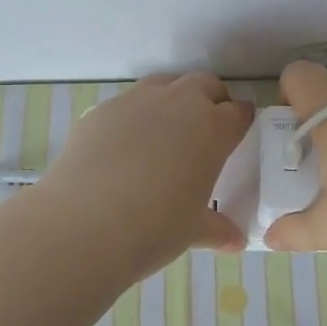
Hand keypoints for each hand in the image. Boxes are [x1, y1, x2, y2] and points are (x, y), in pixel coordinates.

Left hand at [37, 72, 254, 274]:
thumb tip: (236, 241)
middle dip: (210, 100)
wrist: (85, 222)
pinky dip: (134, 117)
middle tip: (206, 128)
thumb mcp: (193, 231)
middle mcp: (179, 104)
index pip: (239, 112)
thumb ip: (217, 229)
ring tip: (165, 132)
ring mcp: (136, 102)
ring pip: (164, 84)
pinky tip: (124, 147)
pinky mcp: (102, 110)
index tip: (238, 132)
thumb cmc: (155, 227)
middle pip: (204, 85)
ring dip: (172, 99)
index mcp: (213, 129)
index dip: (241, 121)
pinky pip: (127, 104)